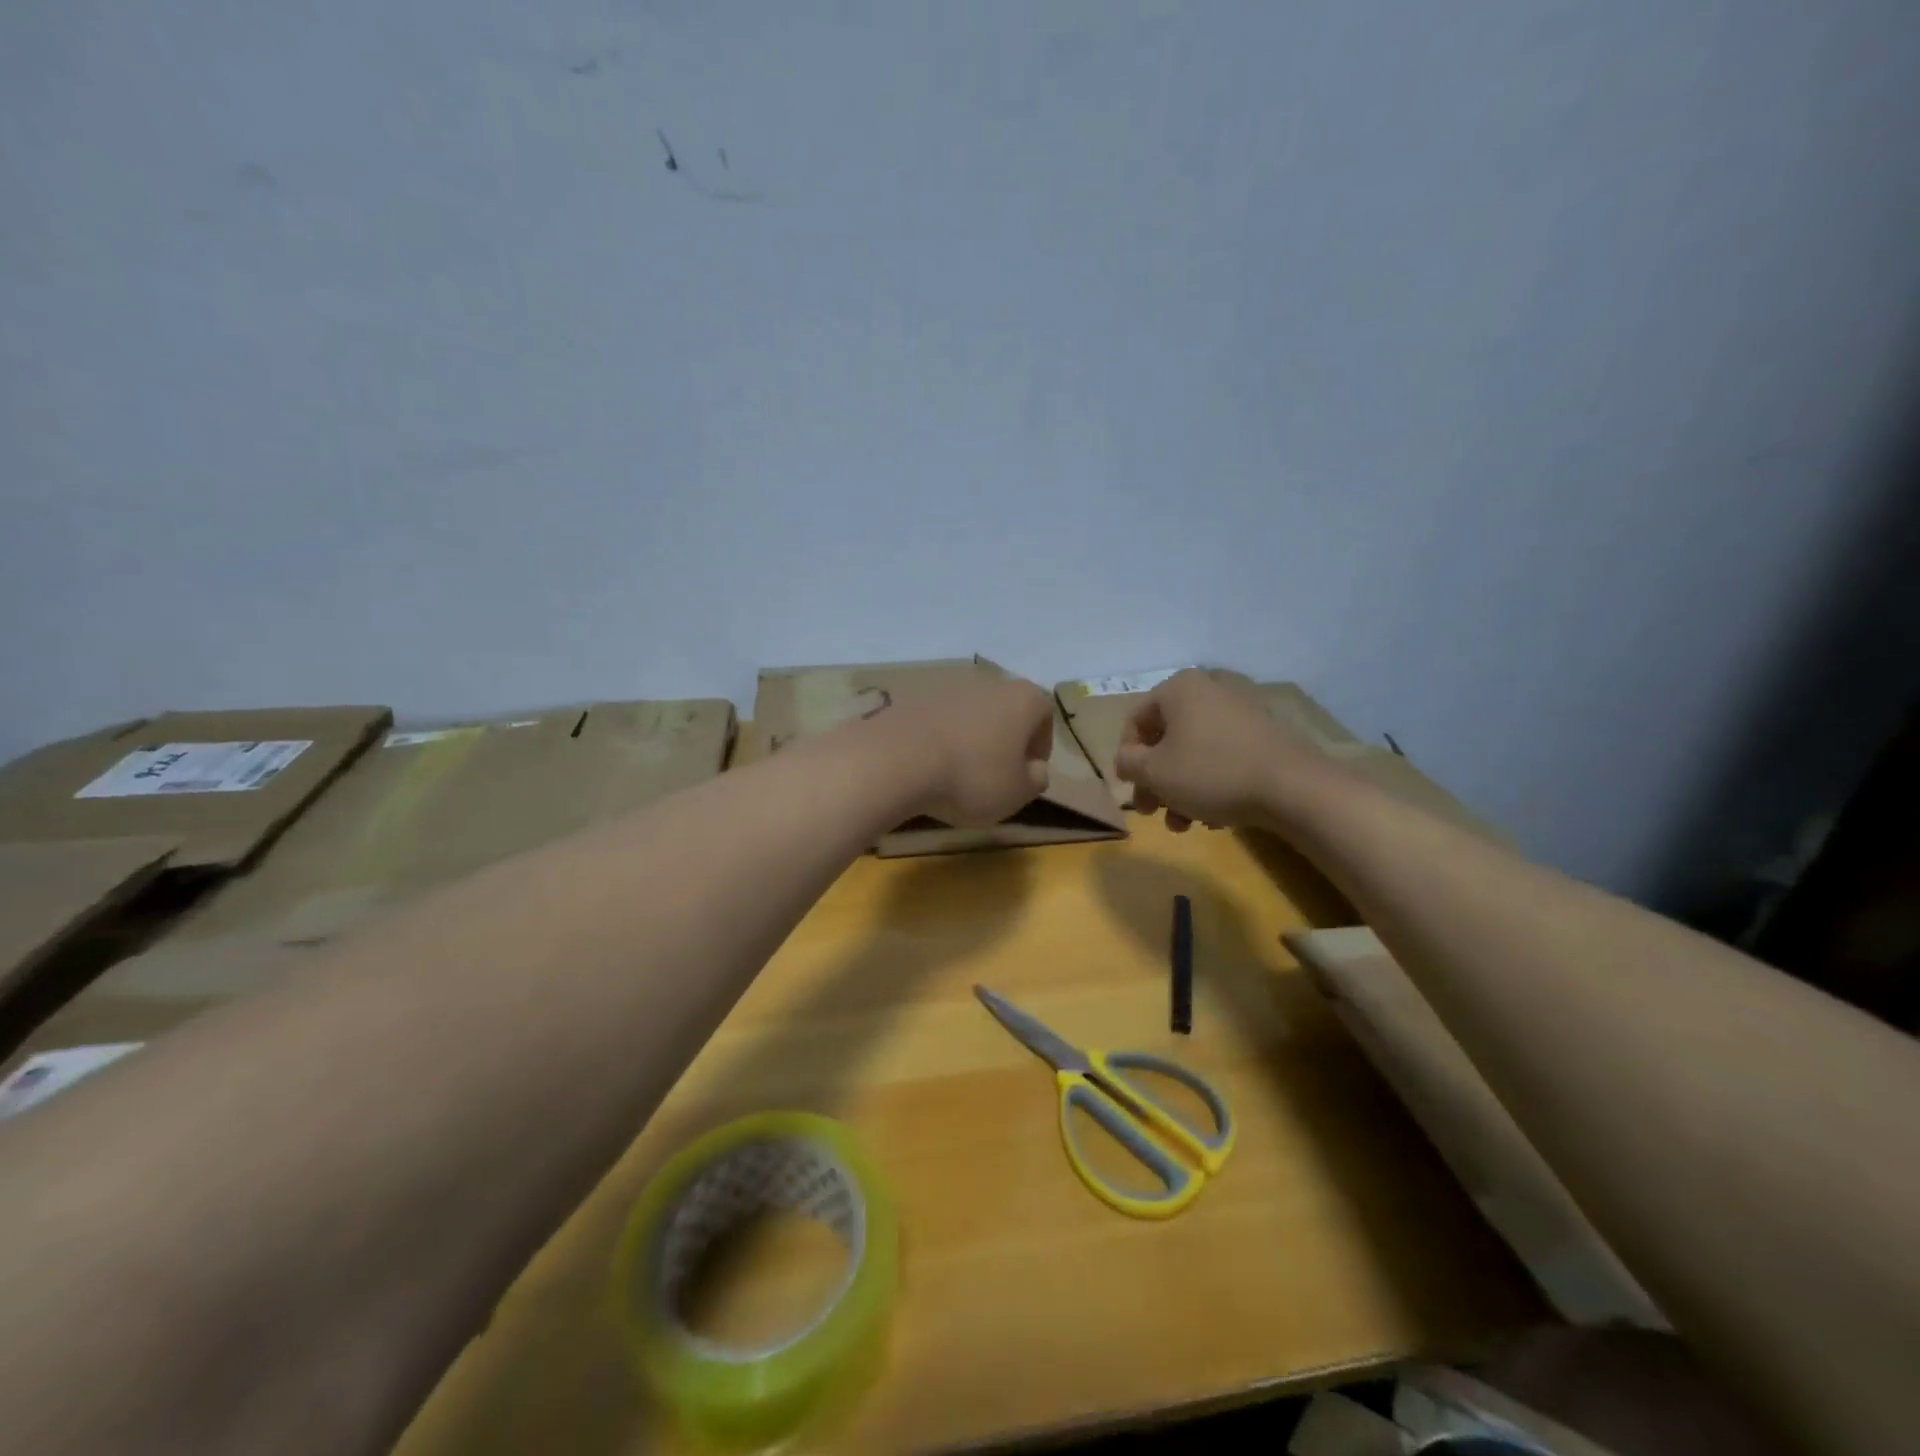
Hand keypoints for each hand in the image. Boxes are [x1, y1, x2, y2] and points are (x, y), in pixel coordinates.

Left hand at [884, 677, 1054, 826]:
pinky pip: (938, 722)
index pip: (1044, 714)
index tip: (1028, 771)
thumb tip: (1035, 769)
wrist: (897, 760)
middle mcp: (987, 684)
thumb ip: (1035, 780)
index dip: (1040, 744)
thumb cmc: (971, 777)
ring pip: (970, 715)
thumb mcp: (1017, 793)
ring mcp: (946, 688)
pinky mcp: (912, 699)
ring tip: (959, 774)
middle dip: (1004, 740)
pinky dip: (940, 741)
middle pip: (1005, 710)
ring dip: (970, 740)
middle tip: (996, 774)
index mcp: (1022, 699)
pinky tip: (930, 768)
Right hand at [1115, 670, 1315, 830]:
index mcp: (1179, 689)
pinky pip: (1223, 757)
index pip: (1136, 721)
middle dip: (1156, 781)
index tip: (1132, 789)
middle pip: (1167, 739)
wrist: (1293, 788)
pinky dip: (1211, 785)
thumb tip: (1127, 760)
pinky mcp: (1265, 736)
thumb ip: (1128, 763)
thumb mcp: (1154, 772)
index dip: (1127, 758)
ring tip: (1183, 825)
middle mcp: (1209, 690)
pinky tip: (1214, 818)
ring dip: (1181, 790)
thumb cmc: (1211, 773)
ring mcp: (1241, 711)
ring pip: (1195, 753)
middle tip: (1152, 812)